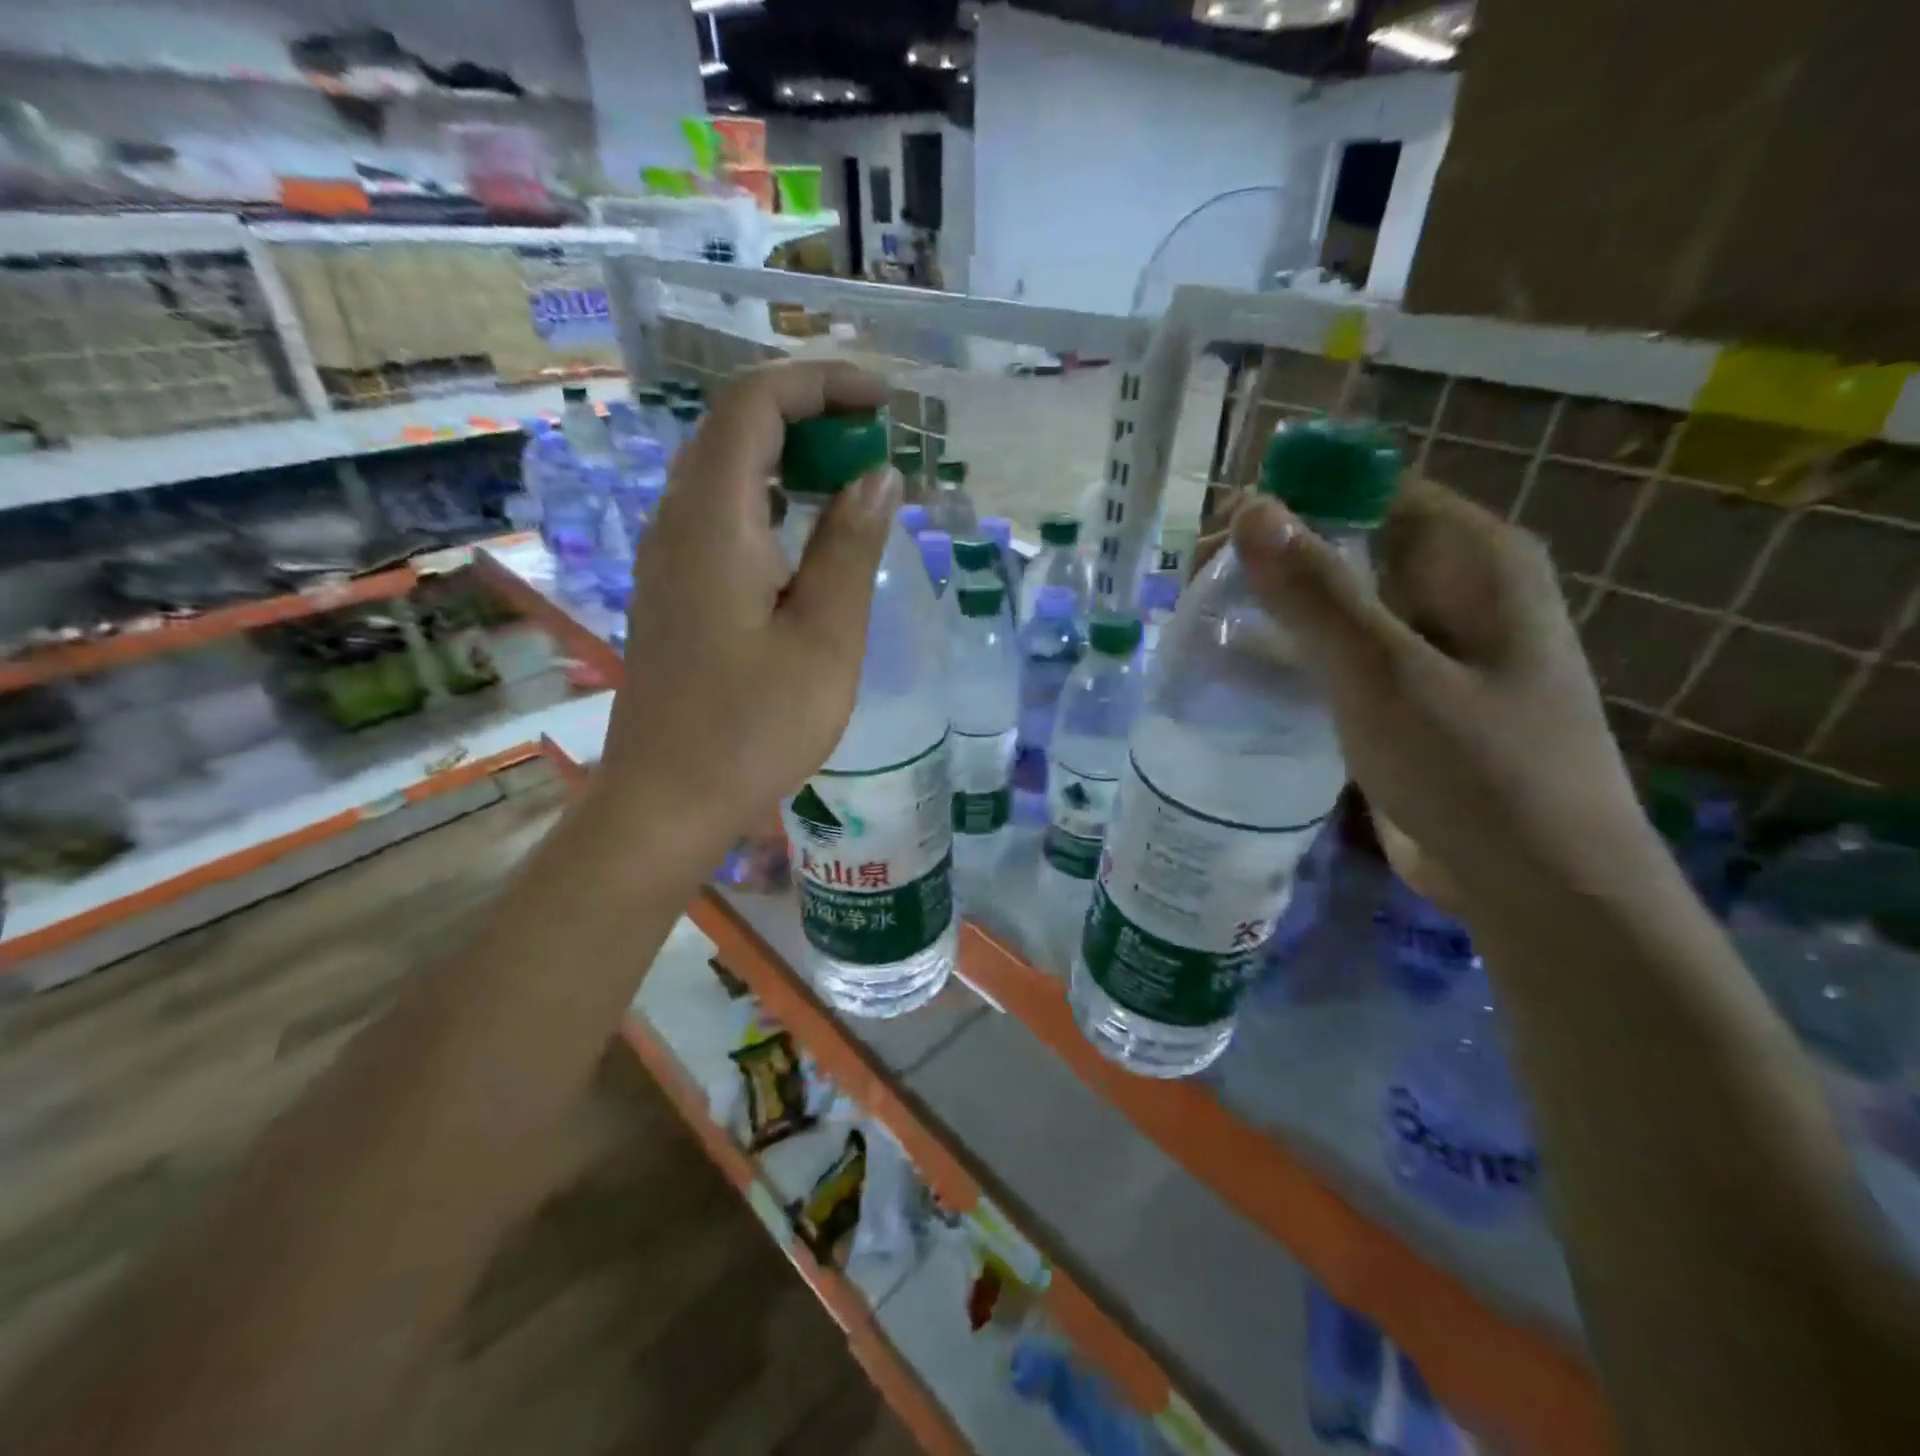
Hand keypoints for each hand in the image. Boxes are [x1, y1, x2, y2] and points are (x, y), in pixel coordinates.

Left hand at [596, 361, 899, 852]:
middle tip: (877, 442)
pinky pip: (720, 510)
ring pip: (726, 467)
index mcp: (713, 520)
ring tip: (853, 478)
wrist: (668, 798)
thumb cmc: (755, 728)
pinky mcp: (674, 584)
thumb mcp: (824, 638)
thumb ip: (850, 546)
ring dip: (790, 454)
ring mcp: (667, 552)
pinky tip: (809, 531)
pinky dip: (770, 496)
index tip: (884, 404)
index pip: (754, 403)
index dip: (820, 384)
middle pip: (735, 425)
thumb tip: (877, 475)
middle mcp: (677, 519)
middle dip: (811, 413)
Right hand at [1230, 478, 1658, 905]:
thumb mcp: (1385, 677)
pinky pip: (1342, 650)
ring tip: (1202, 620)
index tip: (1213, 537)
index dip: (1290, 499)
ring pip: (1340, 599)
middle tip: (1193, 588)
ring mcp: (1433, 644)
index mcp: (1473, 558)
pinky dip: (1292, 650)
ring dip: (1275, 604)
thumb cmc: (1475, 772)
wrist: (1539, 888)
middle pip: (1350, 541)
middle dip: (1271, 555)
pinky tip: (1240, 666)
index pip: (1370, 489)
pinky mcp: (1409, 693)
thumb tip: (1250, 509)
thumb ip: (1316, 592)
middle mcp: (1457, 587)